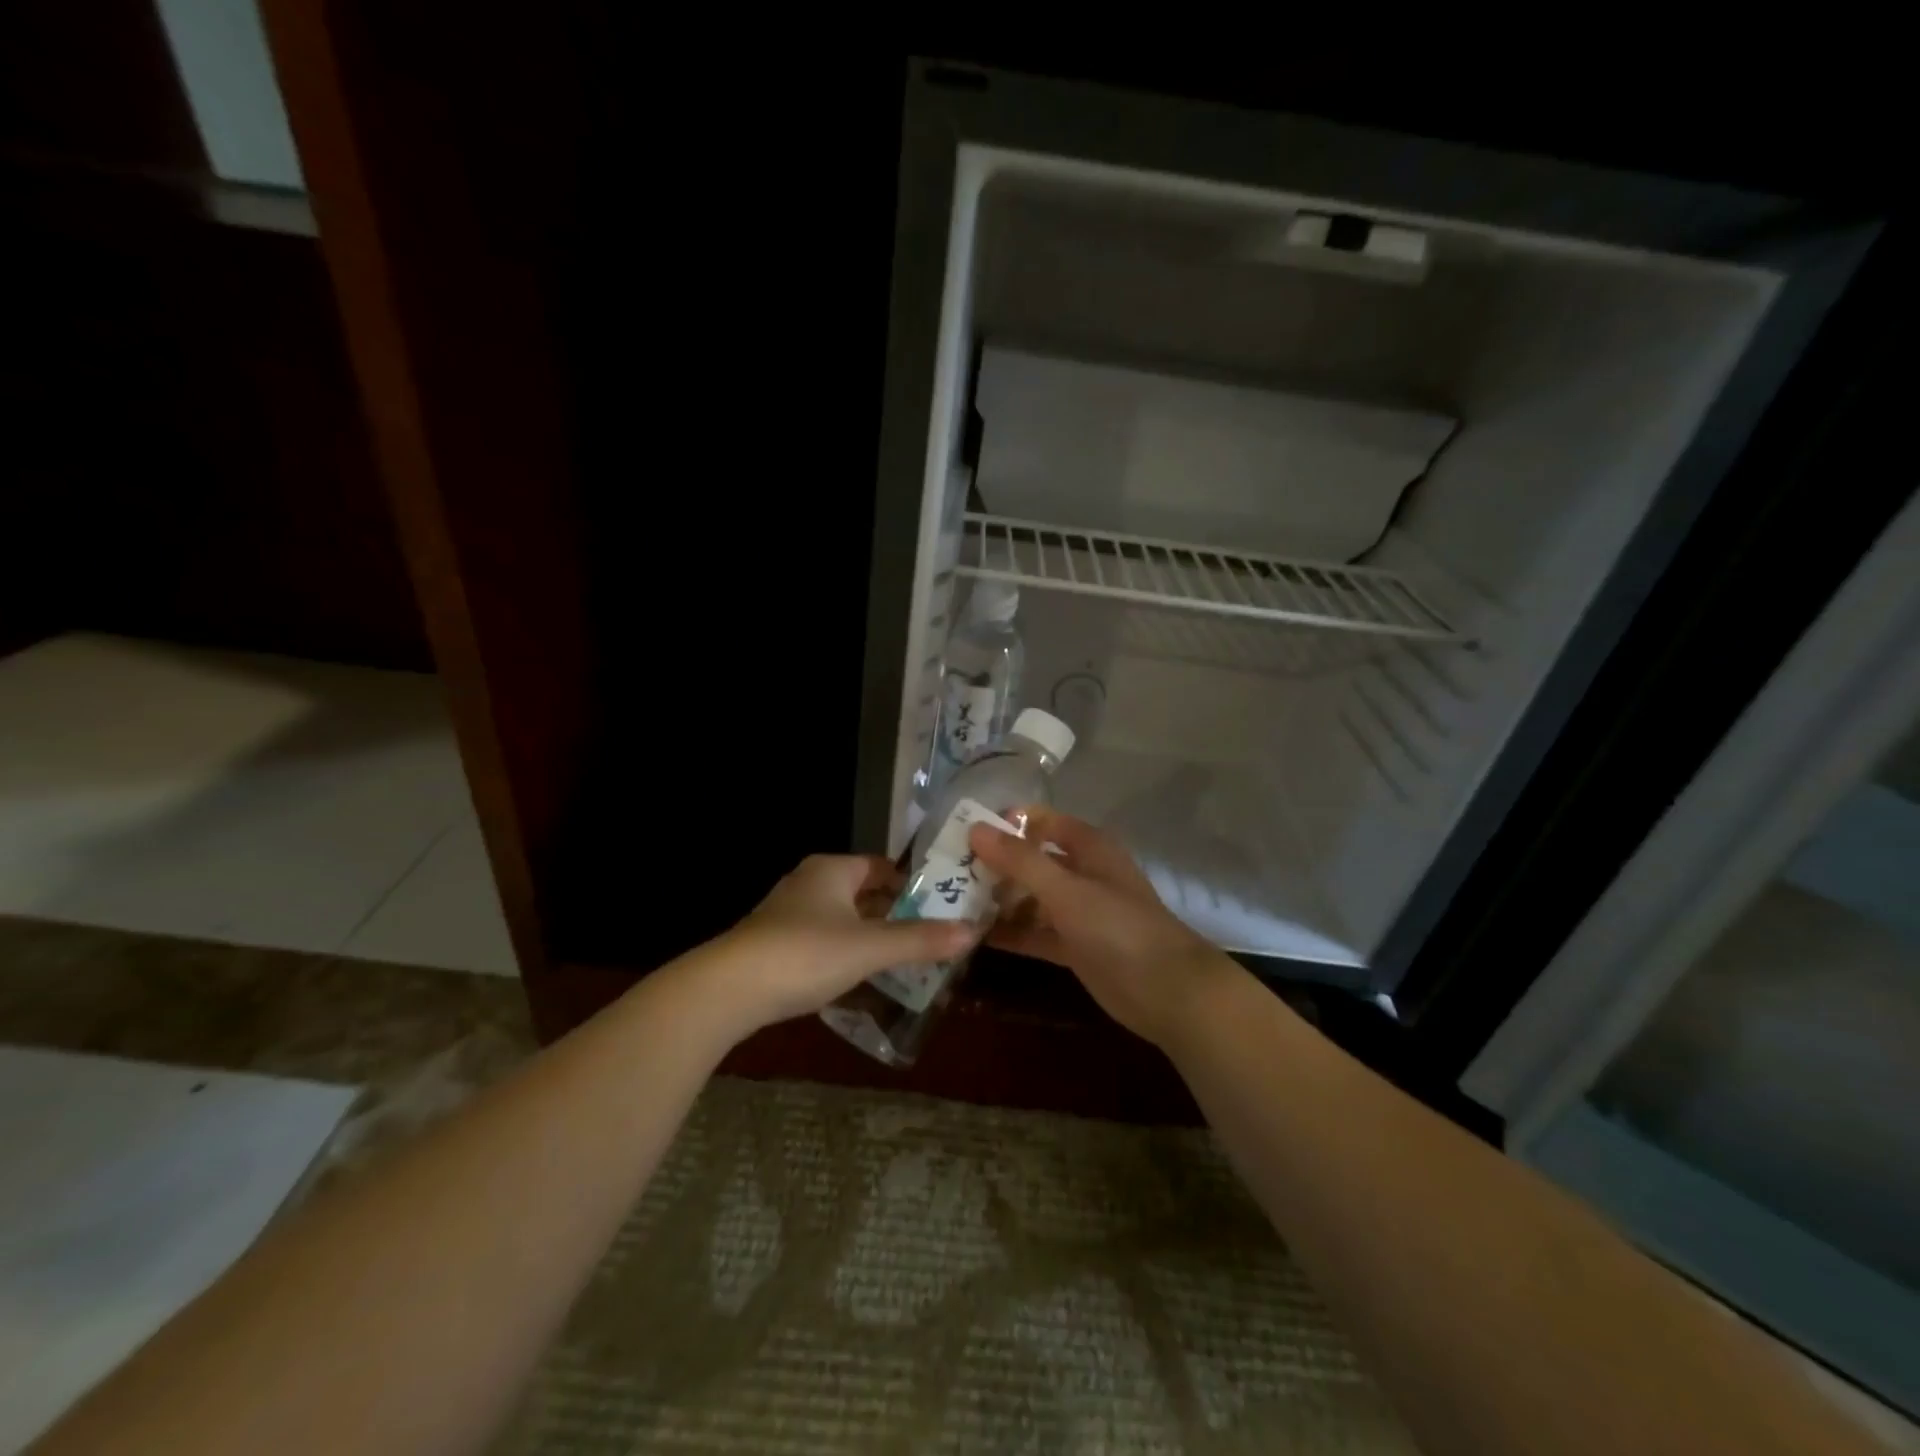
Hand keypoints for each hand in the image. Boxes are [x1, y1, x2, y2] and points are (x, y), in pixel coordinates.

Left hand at [710, 854, 973, 1033]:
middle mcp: (810, 882)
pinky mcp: (776, 944)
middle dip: (895, 914)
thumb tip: (973, 932)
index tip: (940, 907)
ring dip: (871, 936)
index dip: (911, 885)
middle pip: (863, 892)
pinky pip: (823, 940)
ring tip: (904, 960)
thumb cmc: (806, 953)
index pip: (881, 866)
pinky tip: (861, 978)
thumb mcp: (870, 948)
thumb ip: (920, 940)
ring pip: (843, 918)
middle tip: (930, 937)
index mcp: (832, 869)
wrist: (729, 989)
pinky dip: (846, 953)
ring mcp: (789, 913)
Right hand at [968, 810, 1236, 1048]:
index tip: (963, 831)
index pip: (1041, 822)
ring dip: (999, 899)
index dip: (1006, 823)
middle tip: (947, 871)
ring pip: (1030, 898)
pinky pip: (1034, 932)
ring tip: (951, 903)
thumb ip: (1021, 861)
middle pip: (1031, 860)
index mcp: (1088, 848)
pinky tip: (973, 936)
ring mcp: (1077, 912)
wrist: (1168, 992)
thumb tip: (975, 829)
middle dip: (995, 864)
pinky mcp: (1073, 946)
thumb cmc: (1119, 928)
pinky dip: (1010, 933)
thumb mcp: (1067, 891)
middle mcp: (1081, 874)